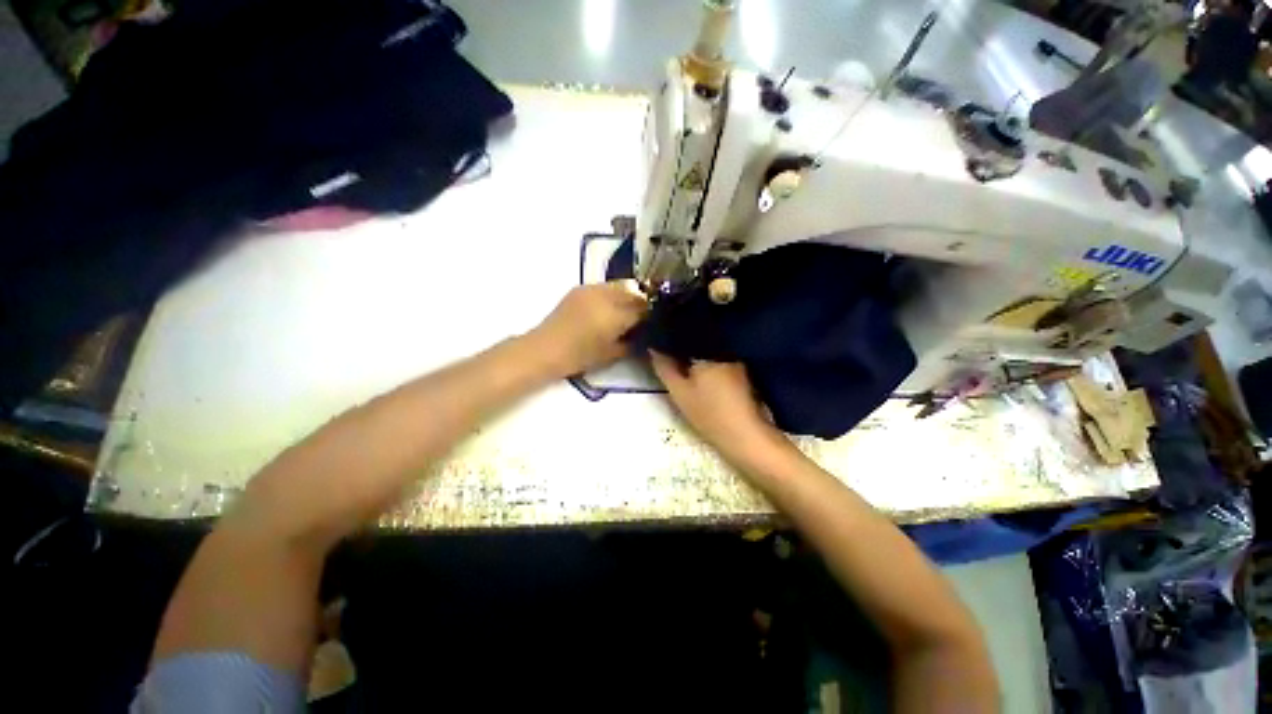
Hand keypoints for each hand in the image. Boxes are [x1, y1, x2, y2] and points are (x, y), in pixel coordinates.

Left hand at [531, 281, 647, 376]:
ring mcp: (592, 289)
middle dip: (641, 303)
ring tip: (625, 311)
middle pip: (634, 293)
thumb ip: (633, 341)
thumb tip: (643, 333)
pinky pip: (605, 286)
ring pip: (621, 286)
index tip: (653, 323)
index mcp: (616, 315)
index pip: (643, 308)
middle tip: (642, 317)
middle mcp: (607, 296)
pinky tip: (609, 306)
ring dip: (628, 296)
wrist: (547, 348)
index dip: (651, 315)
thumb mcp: (613, 354)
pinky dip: (613, 294)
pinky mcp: (580, 288)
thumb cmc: (581, 356)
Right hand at [649, 351, 787, 468]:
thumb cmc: (709, 413)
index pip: (684, 335)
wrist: (744, 435)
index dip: (670, 338)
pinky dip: (707, 364)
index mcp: (707, 351)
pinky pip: (718, 360)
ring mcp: (734, 361)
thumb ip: (664, 367)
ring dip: (695, 354)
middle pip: (697, 341)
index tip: (658, 344)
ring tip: (681, 361)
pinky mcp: (741, 372)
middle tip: (667, 355)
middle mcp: (723, 349)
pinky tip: (700, 373)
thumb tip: (653, 347)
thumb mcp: (679, 392)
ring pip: (708, 351)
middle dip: (683, 346)